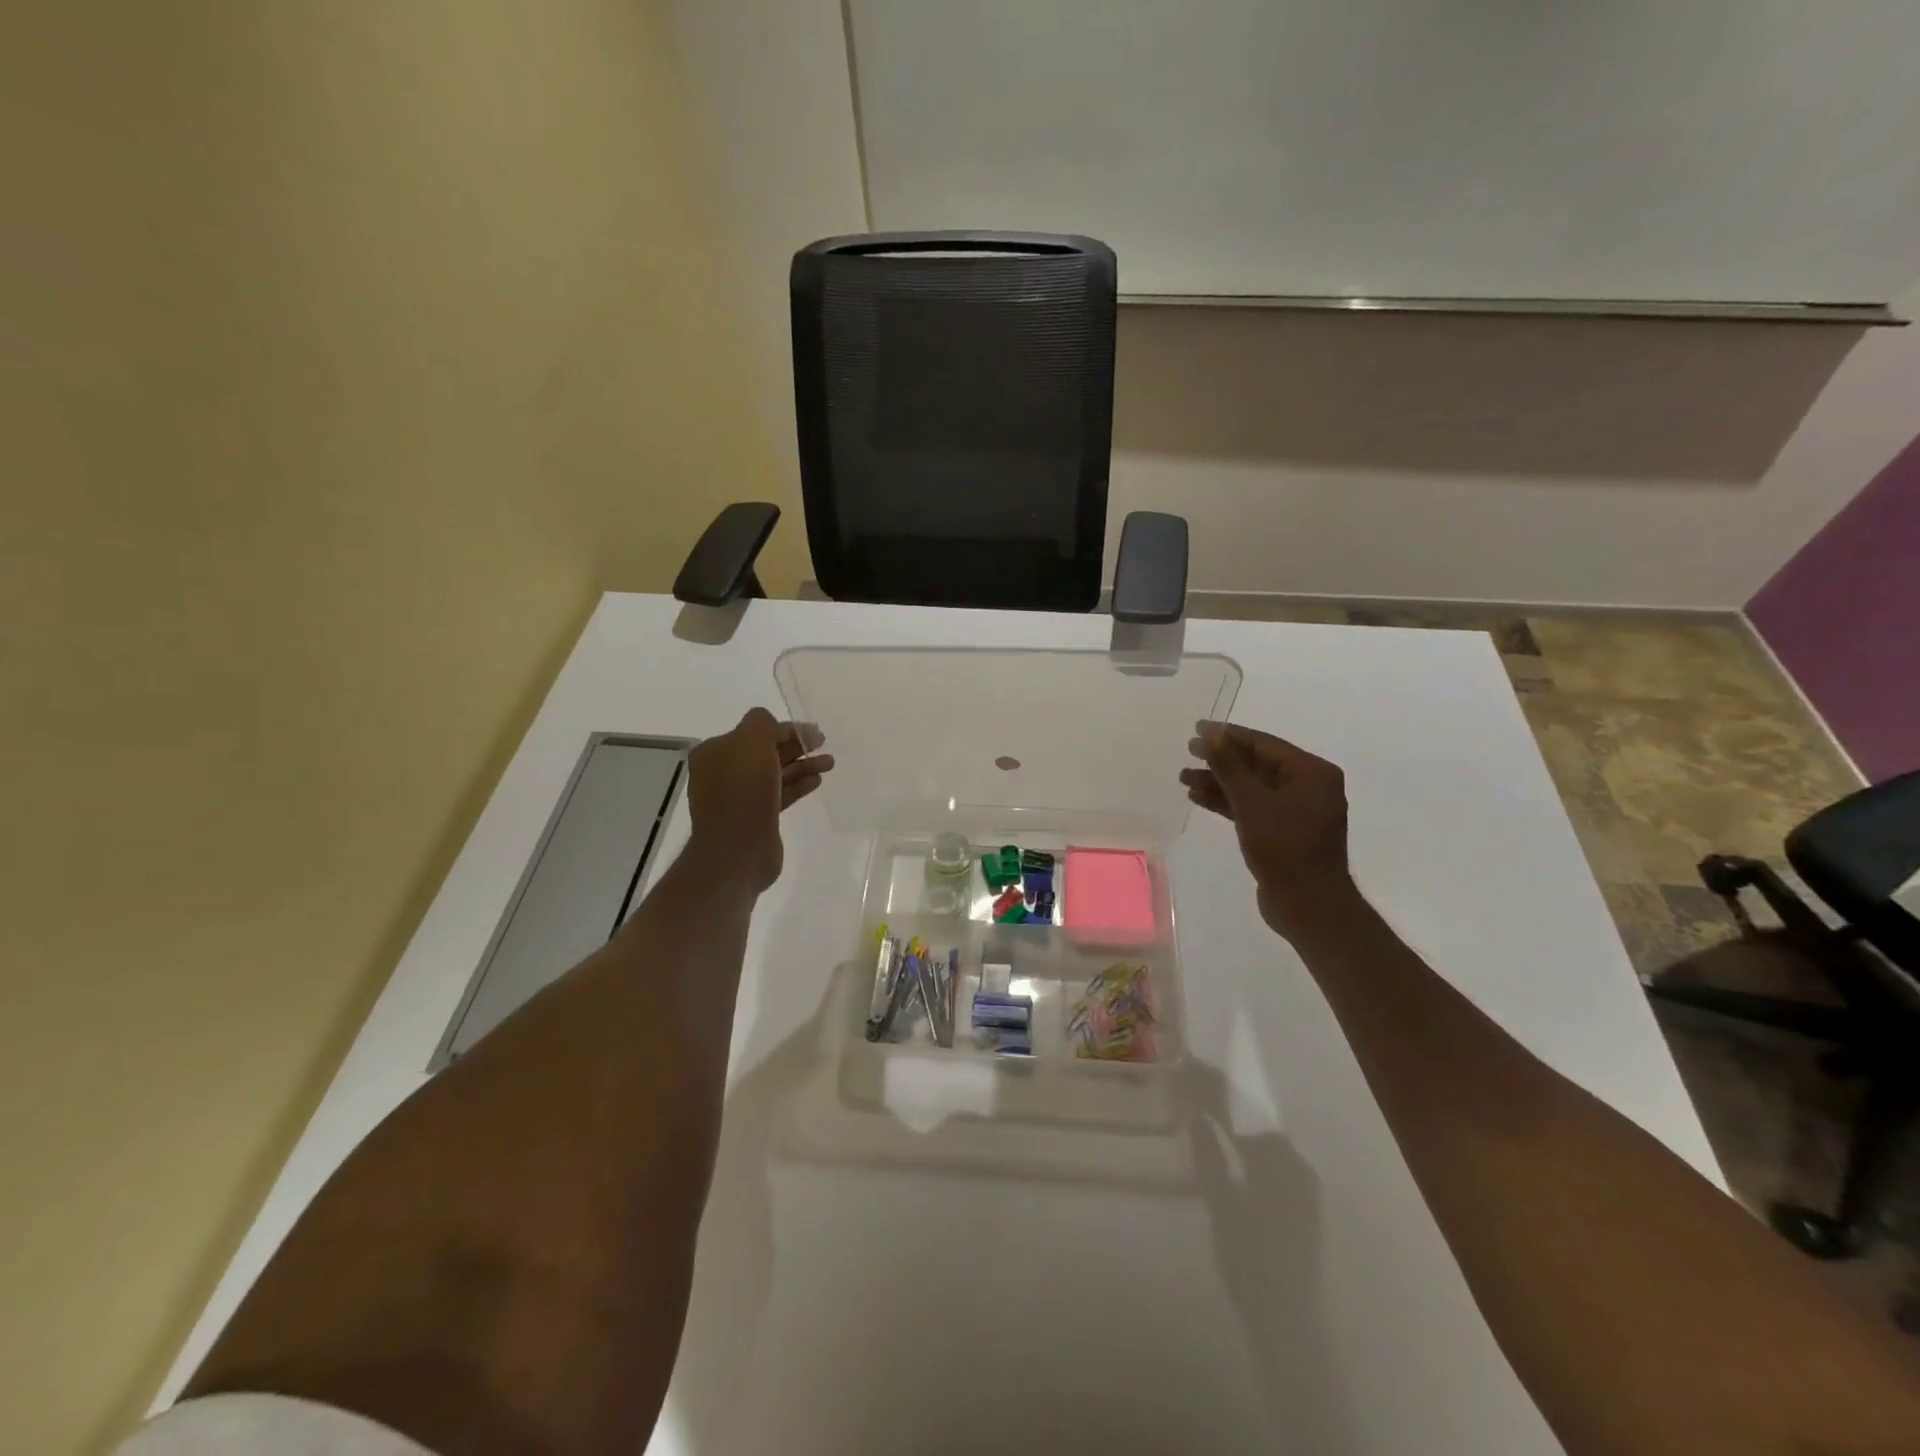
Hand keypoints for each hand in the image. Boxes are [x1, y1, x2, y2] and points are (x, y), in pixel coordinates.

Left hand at [686, 708, 833, 892]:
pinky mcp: (755, 818)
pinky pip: (779, 794)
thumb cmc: (743, 789)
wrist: (737, 849)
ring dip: (802, 765)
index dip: (786, 728)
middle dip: (796, 745)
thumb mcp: (751, 741)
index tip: (813, 731)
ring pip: (775, 773)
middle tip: (823, 743)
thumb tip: (775, 726)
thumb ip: (763, 724)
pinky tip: (817, 781)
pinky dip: (798, 785)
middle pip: (766, 751)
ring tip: (830, 762)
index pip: (755, 730)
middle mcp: (724, 772)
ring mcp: (739, 797)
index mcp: (715, 751)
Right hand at [1180, 721, 1355, 938]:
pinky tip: (1198, 798)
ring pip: (1251, 787)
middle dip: (1220, 760)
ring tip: (1184, 778)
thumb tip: (1210, 734)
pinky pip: (1252, 807)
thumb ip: (1229, 766)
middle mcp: (1308, 786)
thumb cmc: (1284, 848)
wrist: (1307, 905)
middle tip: (1188, 752)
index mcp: (1312, 772)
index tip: (1197, 729)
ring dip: (1219, 782)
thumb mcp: (1252, 802)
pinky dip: (1227, 802)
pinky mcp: (1283, 831)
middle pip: (1257, 764)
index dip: (1228, 735)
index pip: (1264, 743)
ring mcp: (1296, 810)